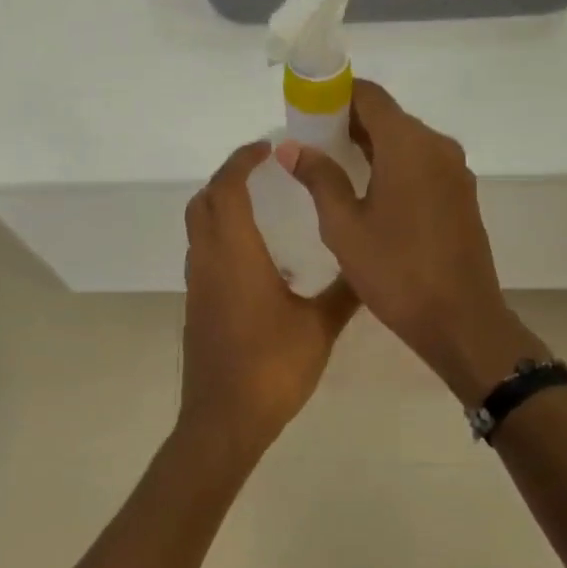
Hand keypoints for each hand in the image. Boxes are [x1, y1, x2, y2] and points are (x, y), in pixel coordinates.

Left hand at [179, 141, 359, 465]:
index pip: (228, 189)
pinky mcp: (196, 305)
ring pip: (198, 227)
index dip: (242, 161)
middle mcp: (209, 261)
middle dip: (228, 176)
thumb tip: (370, 265)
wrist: (224, 420)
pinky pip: (202, 252)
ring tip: (259, 202)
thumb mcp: (319, 328)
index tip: (268, 147)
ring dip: (220, 204)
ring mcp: (198, 284)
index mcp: (236, 255)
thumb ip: (345, 293)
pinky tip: (255, 255)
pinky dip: (220, 233)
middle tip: (262, 168)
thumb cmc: (272, 368)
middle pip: (204, 201)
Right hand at [281, 81, 543, 404]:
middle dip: (348, 120)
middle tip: (310, 138)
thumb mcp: (344, 227)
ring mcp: (454, 171)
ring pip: (405, 140)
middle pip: (388, 116)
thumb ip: (319, 178)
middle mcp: (437, 147)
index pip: (370, 95)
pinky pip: (421, 162)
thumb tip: (292, 147)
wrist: (461, 321)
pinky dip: (393, 163)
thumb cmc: (396, 272)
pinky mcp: (461, 194)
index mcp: (408, 145)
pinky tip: (368, 188)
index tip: (305, 106)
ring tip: (332, 163)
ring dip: (371, 143)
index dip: (335, 93)